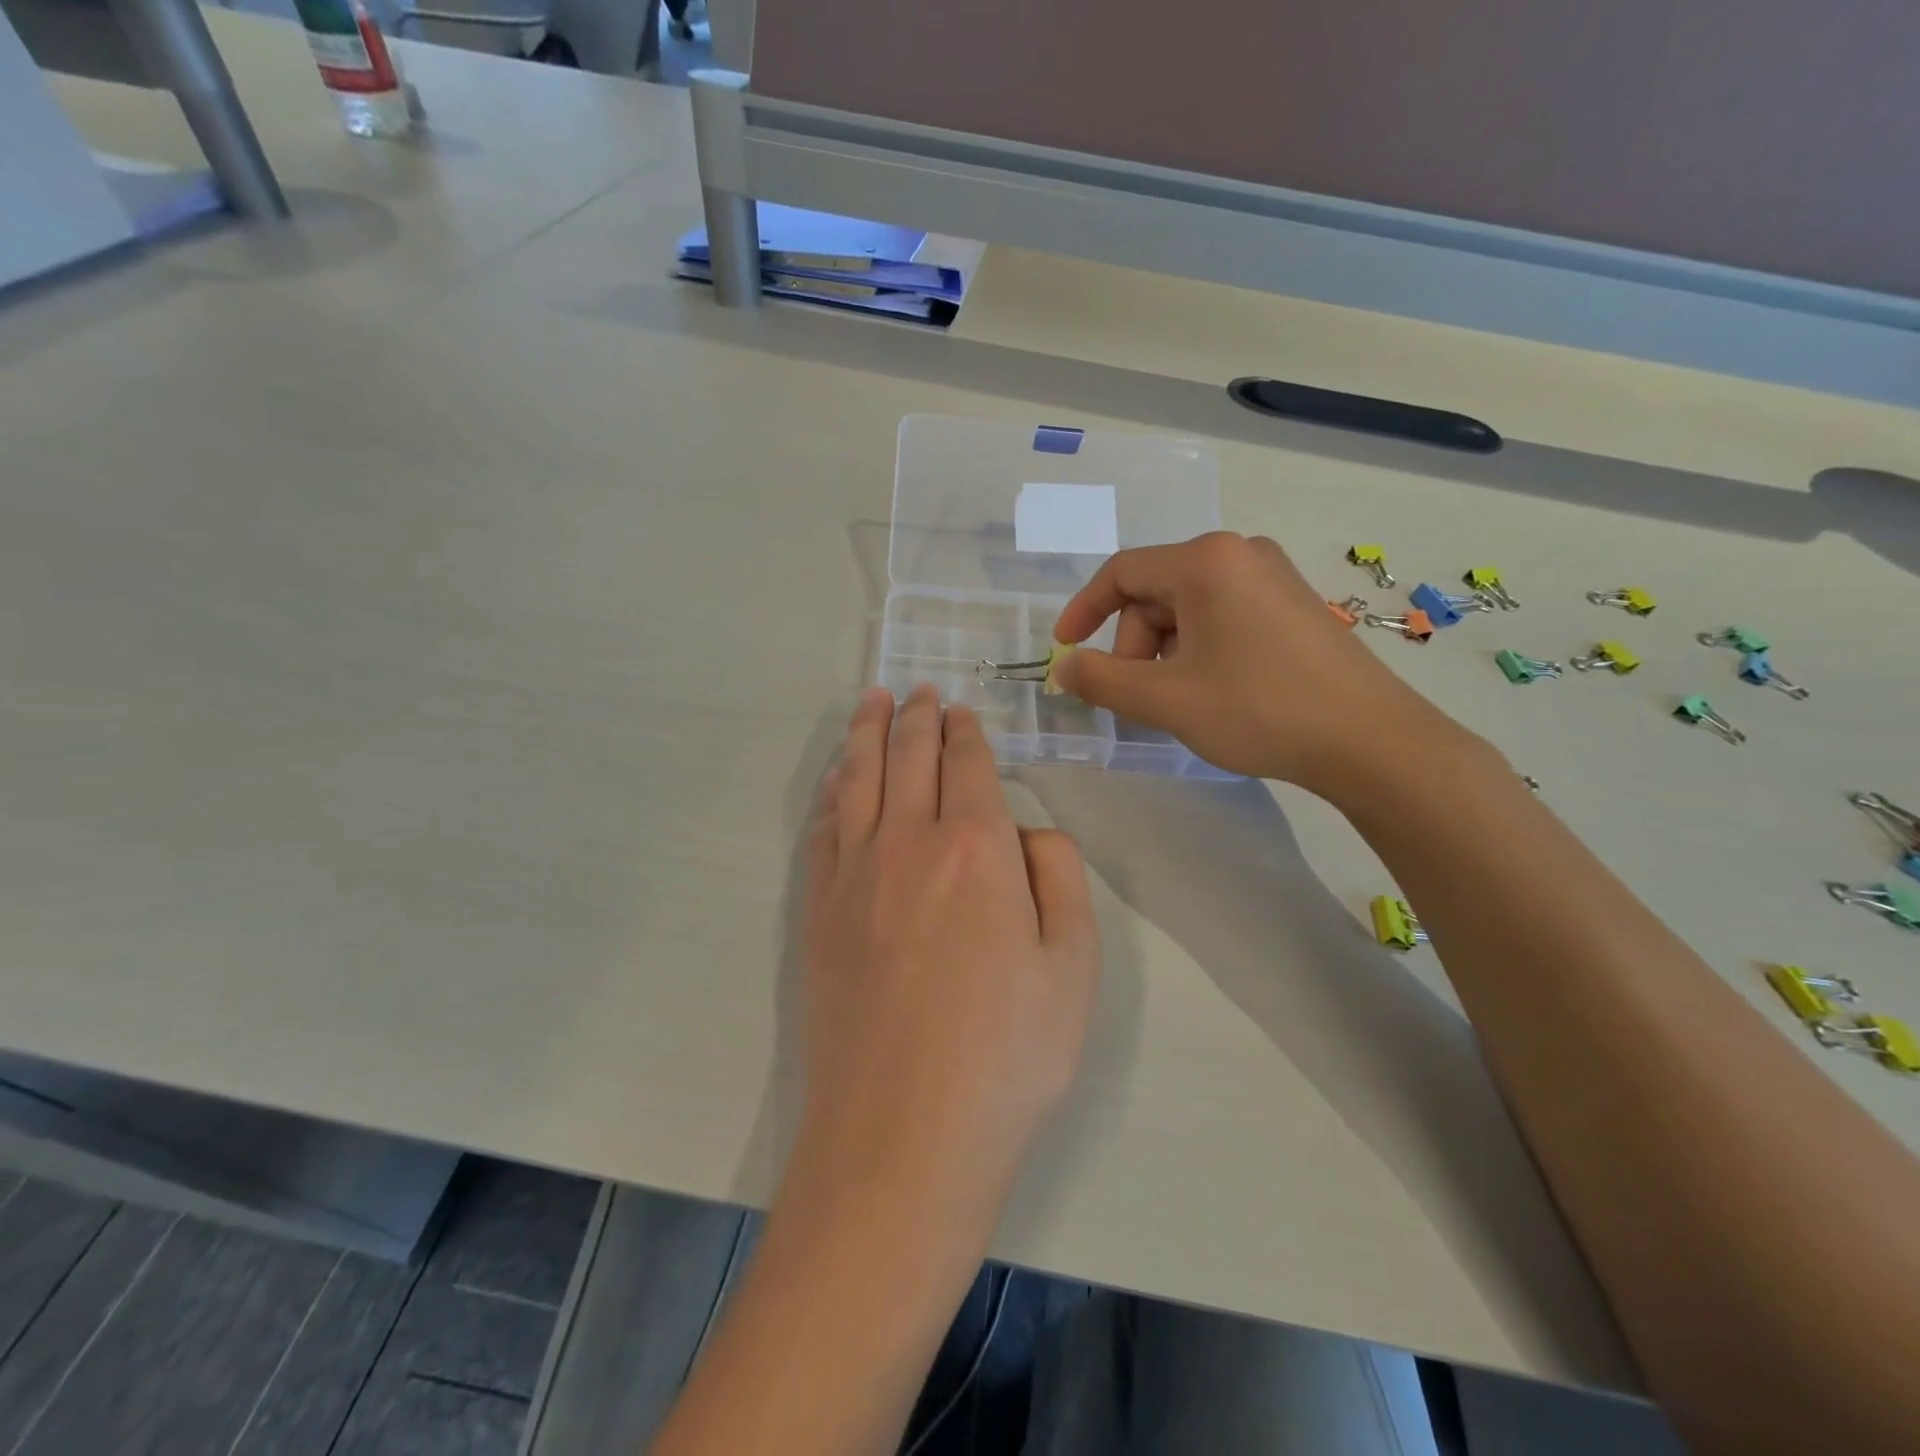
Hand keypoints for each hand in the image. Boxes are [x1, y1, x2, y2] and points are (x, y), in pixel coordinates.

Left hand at [796, 685, 1100, 1222]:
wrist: (902, 1136)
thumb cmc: (1007, 1056)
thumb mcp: (1074, 966)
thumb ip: (1058, 878)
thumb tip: (1027, 832)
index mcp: (976, 846)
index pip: (968, 765)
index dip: (967, 732)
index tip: (962, 710)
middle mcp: (908, 841)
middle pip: (909, 758)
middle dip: (917, 717)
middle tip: (918, 690)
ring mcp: (854, 874)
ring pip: (859, 778)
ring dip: (867, 734)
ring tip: (872, 702)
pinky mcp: (819, 910)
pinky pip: (824, 826)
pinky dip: (834, 788)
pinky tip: (839, 776)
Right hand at [1050, 532, 1453, 790]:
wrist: (1370, 740)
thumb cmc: (1260, 710)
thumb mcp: (1166, 700)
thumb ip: (1102, 681)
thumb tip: (1063, 668)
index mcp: (1205, 562)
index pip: (1121, 573)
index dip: (1083, 611)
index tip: (1064, 650)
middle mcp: (1239, 553)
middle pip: (1155, 593)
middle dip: (1134, 646)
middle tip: (1141, 699)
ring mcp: (1272, 576)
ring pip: (1188, 608)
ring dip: (1165, 653)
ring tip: (1179, 702)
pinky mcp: (1293, 603)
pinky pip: (1222, 615)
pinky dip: (1199, 650)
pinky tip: (1213, 691)